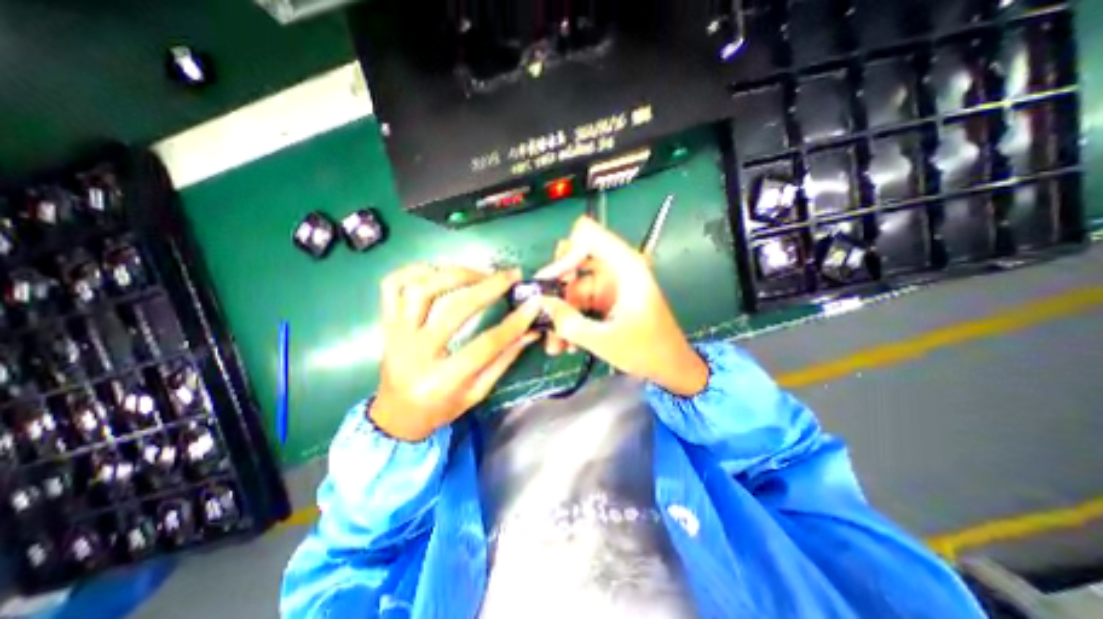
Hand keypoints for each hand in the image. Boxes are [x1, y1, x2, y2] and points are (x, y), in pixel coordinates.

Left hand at [371, 263, 541, 441]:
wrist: (396, 416)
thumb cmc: (441, 408)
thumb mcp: (478, 392)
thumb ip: (504, 360)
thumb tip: (531, 331)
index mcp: (441, 380)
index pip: (485, 345)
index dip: (513, 323)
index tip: (533, 305)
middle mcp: (415, 353)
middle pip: (453, 310)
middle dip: (488, 288)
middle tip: (510, 276)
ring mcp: (396, 334)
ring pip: (421, 290)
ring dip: (455, 275)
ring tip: (480, 273)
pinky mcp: (386, 322)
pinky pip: (392, 285)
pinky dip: (415, 270)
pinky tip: (440, 270)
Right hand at [534, 215, 704, 394]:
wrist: (671, 368)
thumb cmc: (647, 351)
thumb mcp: (604, 340)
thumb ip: (568, 322)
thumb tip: (541, 304)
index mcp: (625, 266)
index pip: (586, 236)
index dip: (565, 255)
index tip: (550, 283)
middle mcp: (616, 270)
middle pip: (574, 263)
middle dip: (556, 289)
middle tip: (543, 313)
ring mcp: (610, 285)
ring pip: (573, 288)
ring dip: (561, 313)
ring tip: (554, 342)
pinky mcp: (607, 300)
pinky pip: (580, 302)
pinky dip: (571, 319)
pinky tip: (567, 343)